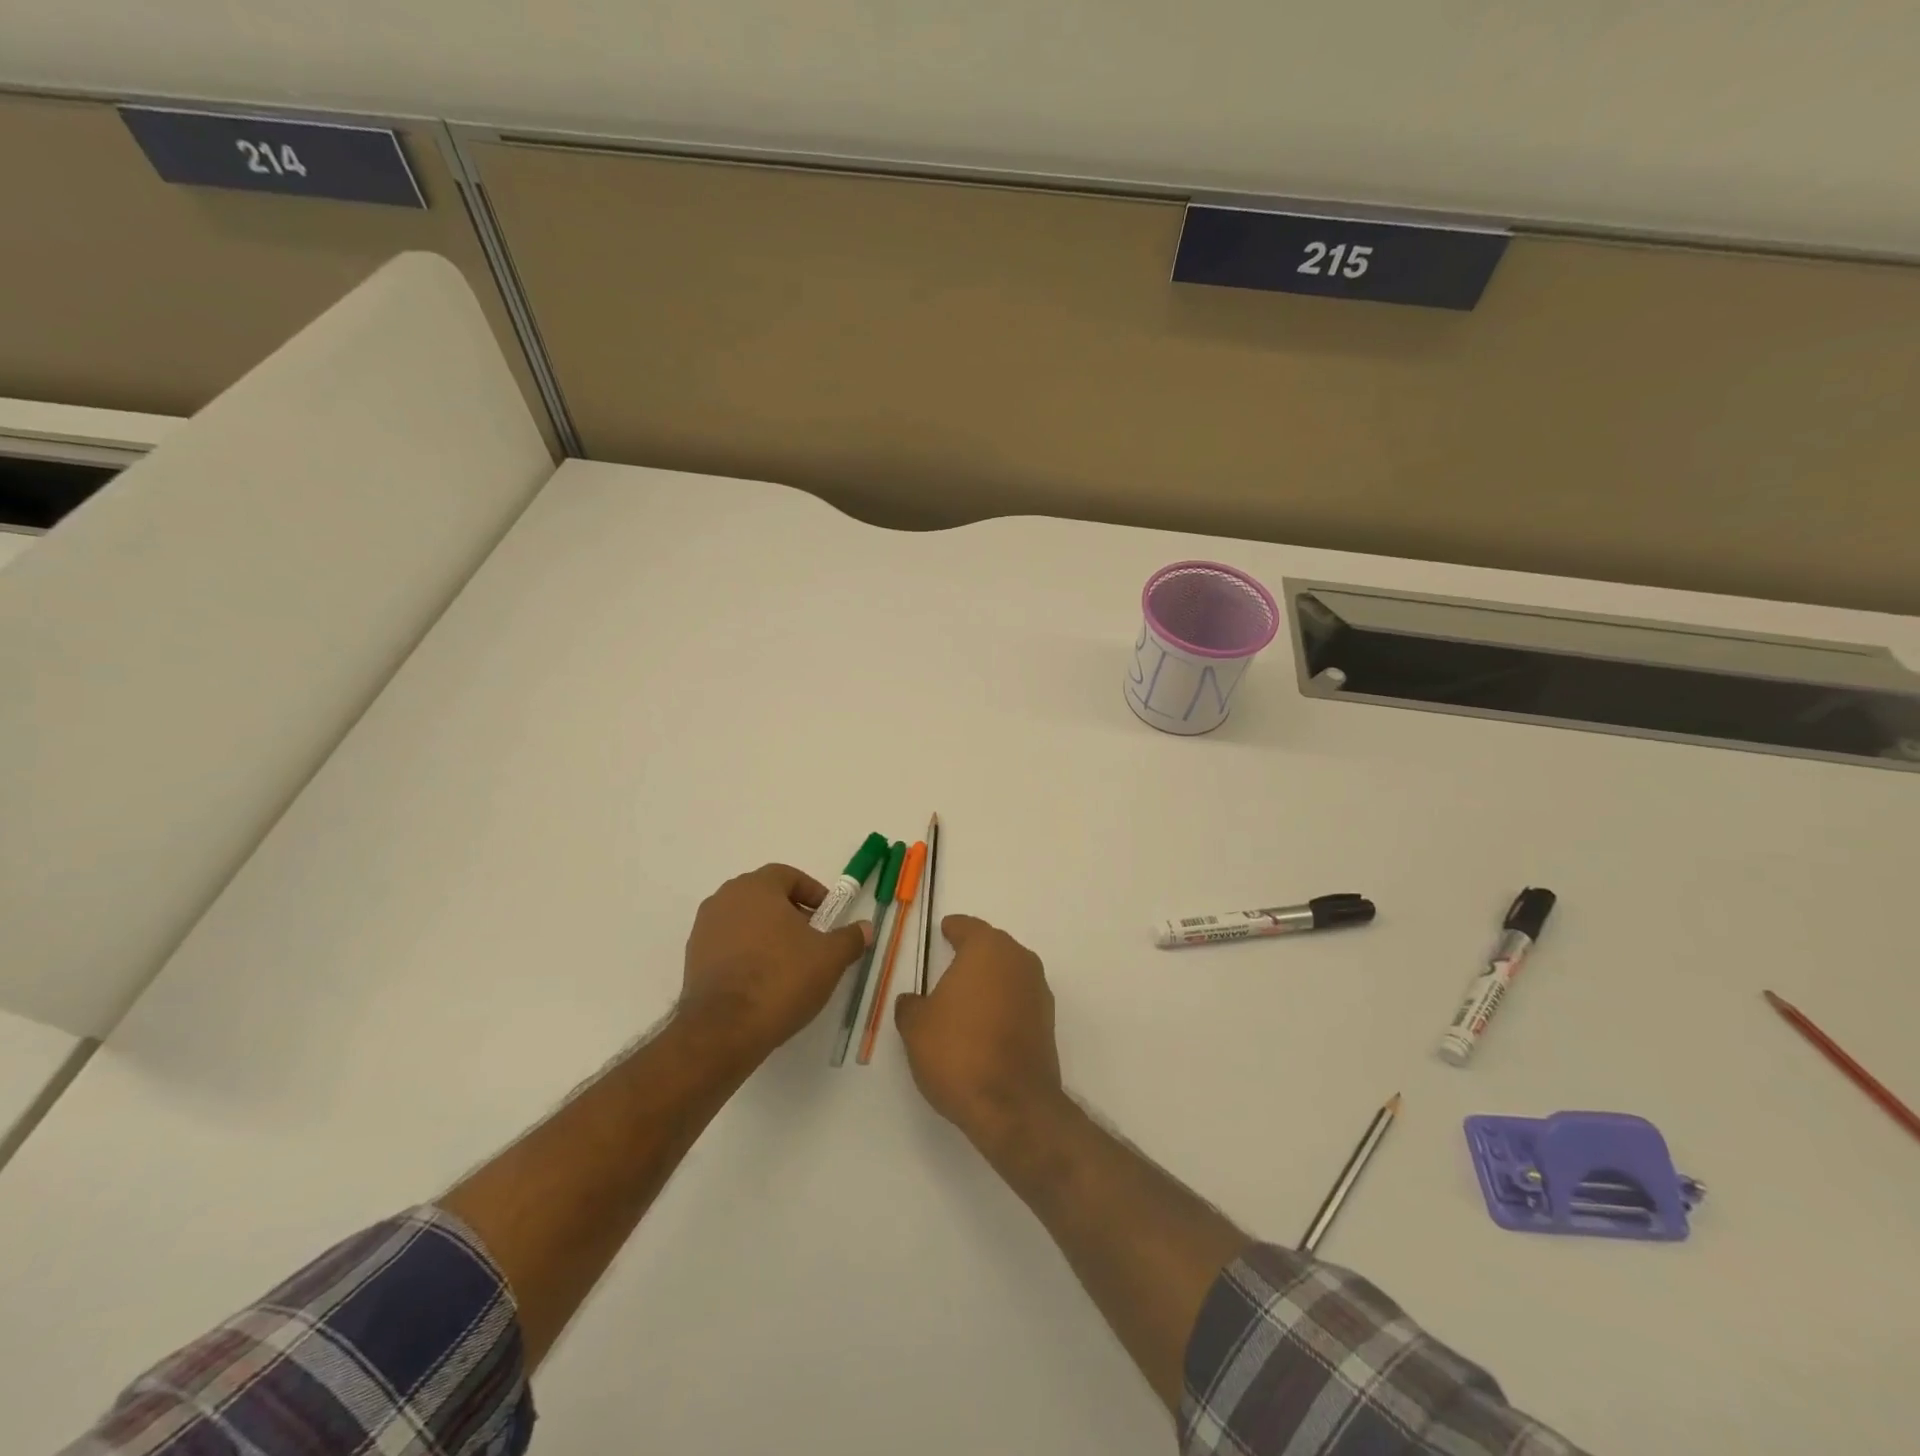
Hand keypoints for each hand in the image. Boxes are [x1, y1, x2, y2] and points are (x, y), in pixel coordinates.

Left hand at [680, 864, 869, 1060]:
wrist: (724, 1029)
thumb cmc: (781, 979)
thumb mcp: (830, 958)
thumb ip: (850, 937)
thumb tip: (865, 928)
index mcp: (757, 887)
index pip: (788, 875)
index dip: (812, 892)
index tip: (827, 916)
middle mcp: (725, 898)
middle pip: (765, 896)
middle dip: (791, 913)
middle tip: (812, 938)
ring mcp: (704, 928)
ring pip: (745, 920)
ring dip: (768, 934)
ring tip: (789, 963)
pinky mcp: (692, 958)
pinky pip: (728, 944)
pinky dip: (747, 953)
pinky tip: (763, 981)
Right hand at [893, 915, 1065, 1149]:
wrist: (1013, 1106)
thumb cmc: (958, 1052)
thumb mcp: (917, 1027)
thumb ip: (911, 1006)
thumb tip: (913, 1001)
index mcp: (987, 949)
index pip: (968, 927)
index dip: (953, 928)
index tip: (945, 929)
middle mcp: (1019, 961)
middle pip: (994, 947)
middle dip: (974, 952)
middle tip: (951, 961)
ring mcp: (1038, 992)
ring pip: (1009, 973)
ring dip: (990, 979)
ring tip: (965, 996)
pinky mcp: (1048, 1023)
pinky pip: (1019, 999)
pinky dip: (1003, 1004)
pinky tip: (985, 1023)